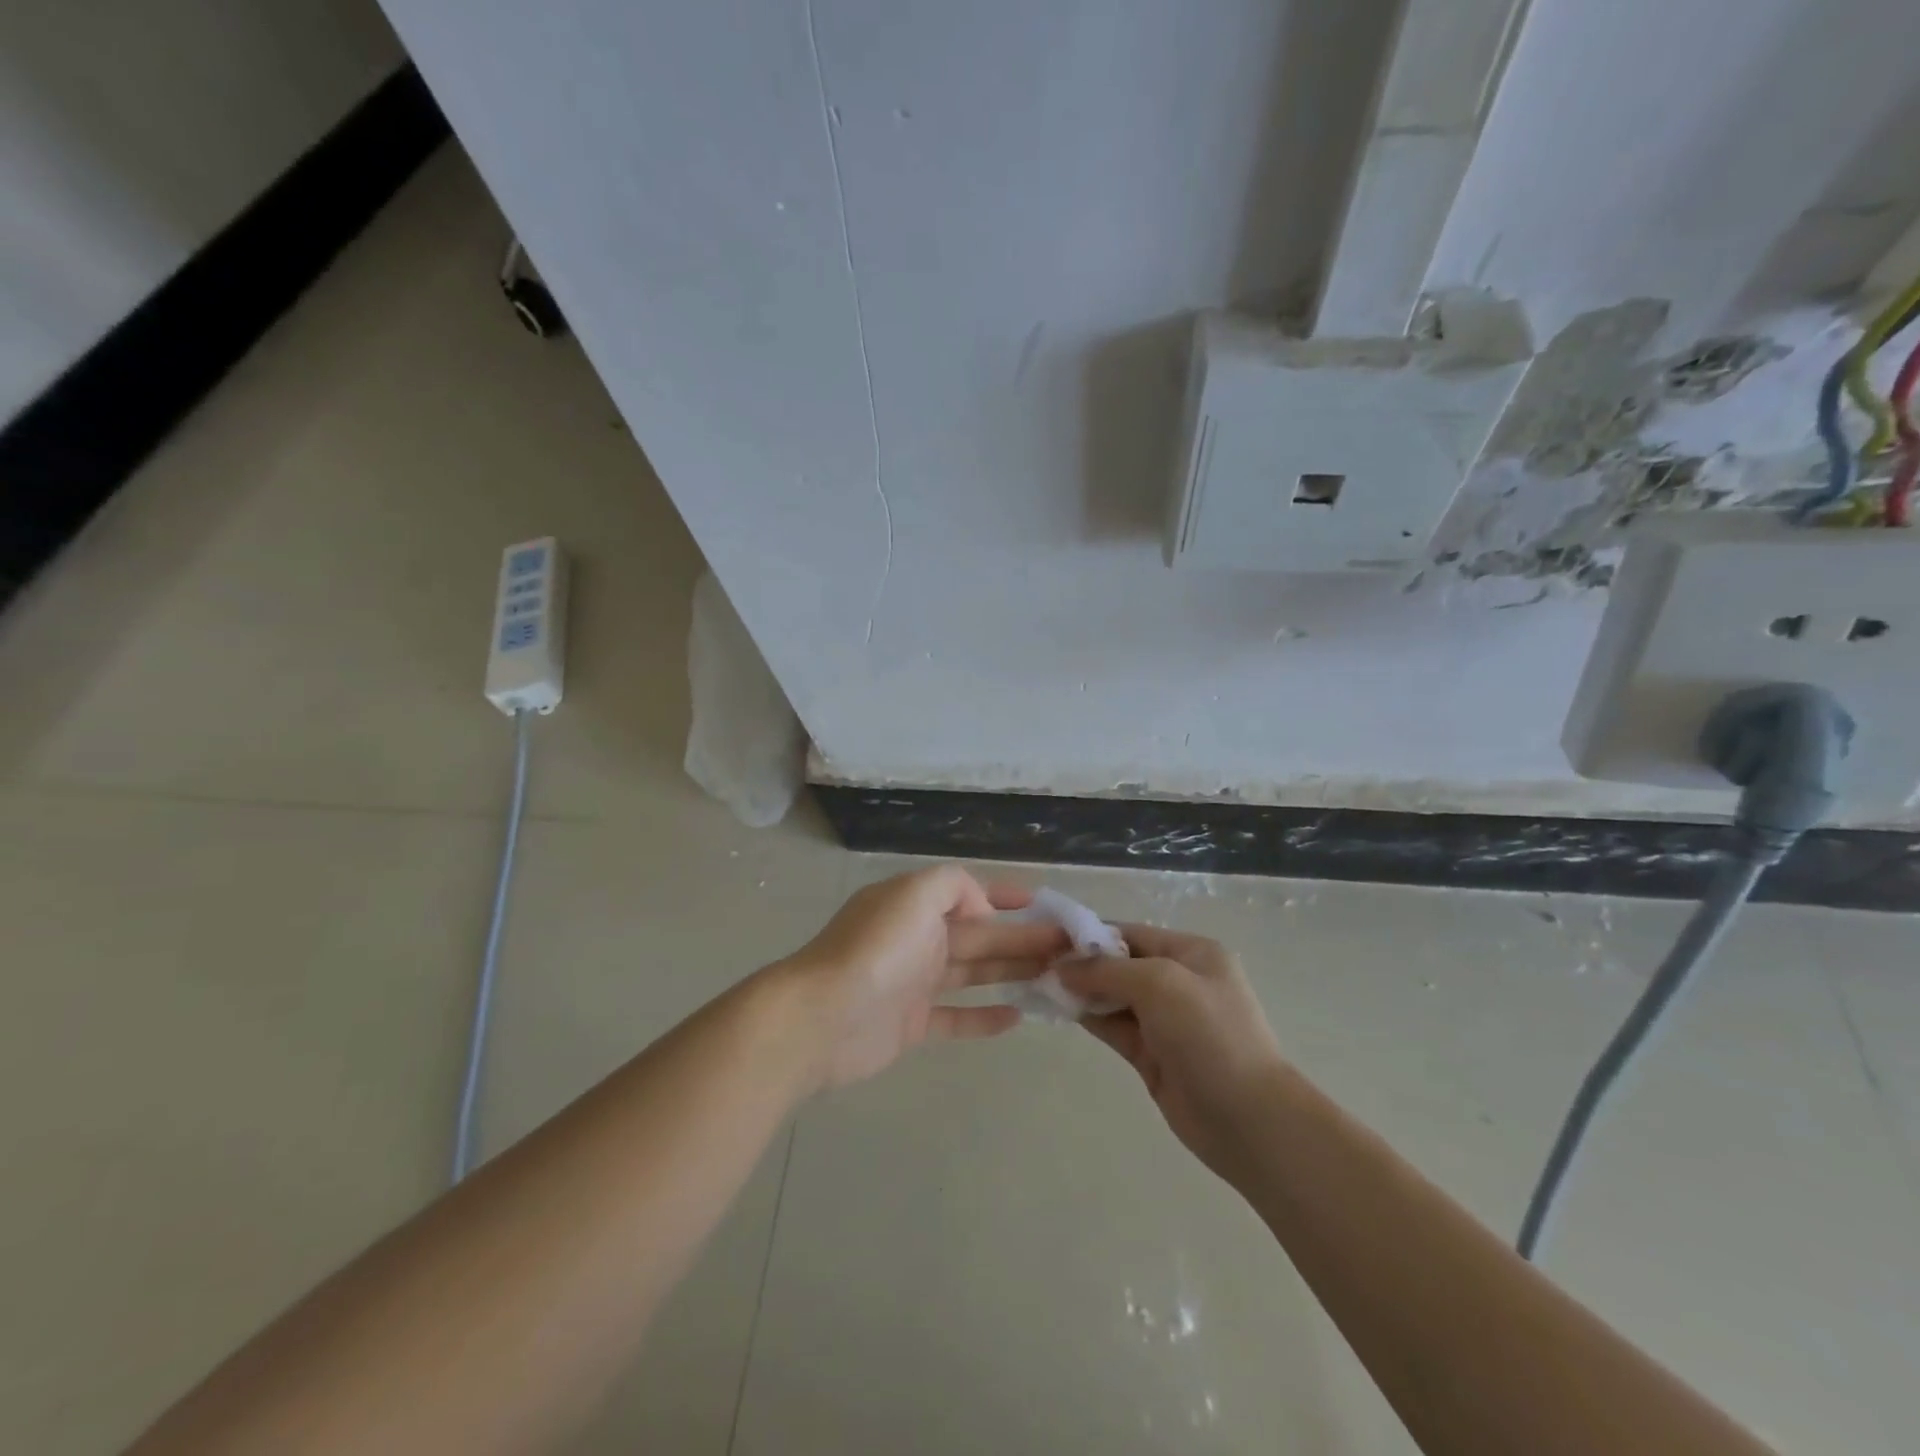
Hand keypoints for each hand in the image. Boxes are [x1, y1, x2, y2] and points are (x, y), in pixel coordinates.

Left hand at [774, 866, 1068, 1090]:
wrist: (821, 1018)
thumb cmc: (876, 949)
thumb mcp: (915, 894)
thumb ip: (954, 886)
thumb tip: (981, 908)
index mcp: (915, 904)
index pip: (968, 893)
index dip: (1004, 895)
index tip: (1044, 901)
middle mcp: (916, 938)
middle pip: (980, 935)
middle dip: (1023, 936)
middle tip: (1070, 946)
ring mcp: (914, 982)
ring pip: (974, 972)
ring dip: (1012, 970)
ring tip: (1056, 975)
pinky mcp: (912, 1023)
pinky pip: (957, 1017)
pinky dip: (985, 1017)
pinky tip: (1019, 1017)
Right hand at [1056, 924, 1285, 1181]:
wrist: (1249, 1120)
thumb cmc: (1210, 1036)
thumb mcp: (1160, 985)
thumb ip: (1108, 970)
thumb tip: (1062, 967)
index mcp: (1192, 953)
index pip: (1132, 933)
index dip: (1091, 933)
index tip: (1048, 937)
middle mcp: (1178, 981)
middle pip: (1120, 963)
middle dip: (1082, 962)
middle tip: (1035, 962)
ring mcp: (1165, 1021)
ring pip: (1113, 996)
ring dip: (1081, 990)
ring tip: (1038, 983)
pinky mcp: (1152, 1055)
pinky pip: (1113, 1026)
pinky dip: (1088, 1016)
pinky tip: (1059, 1009)